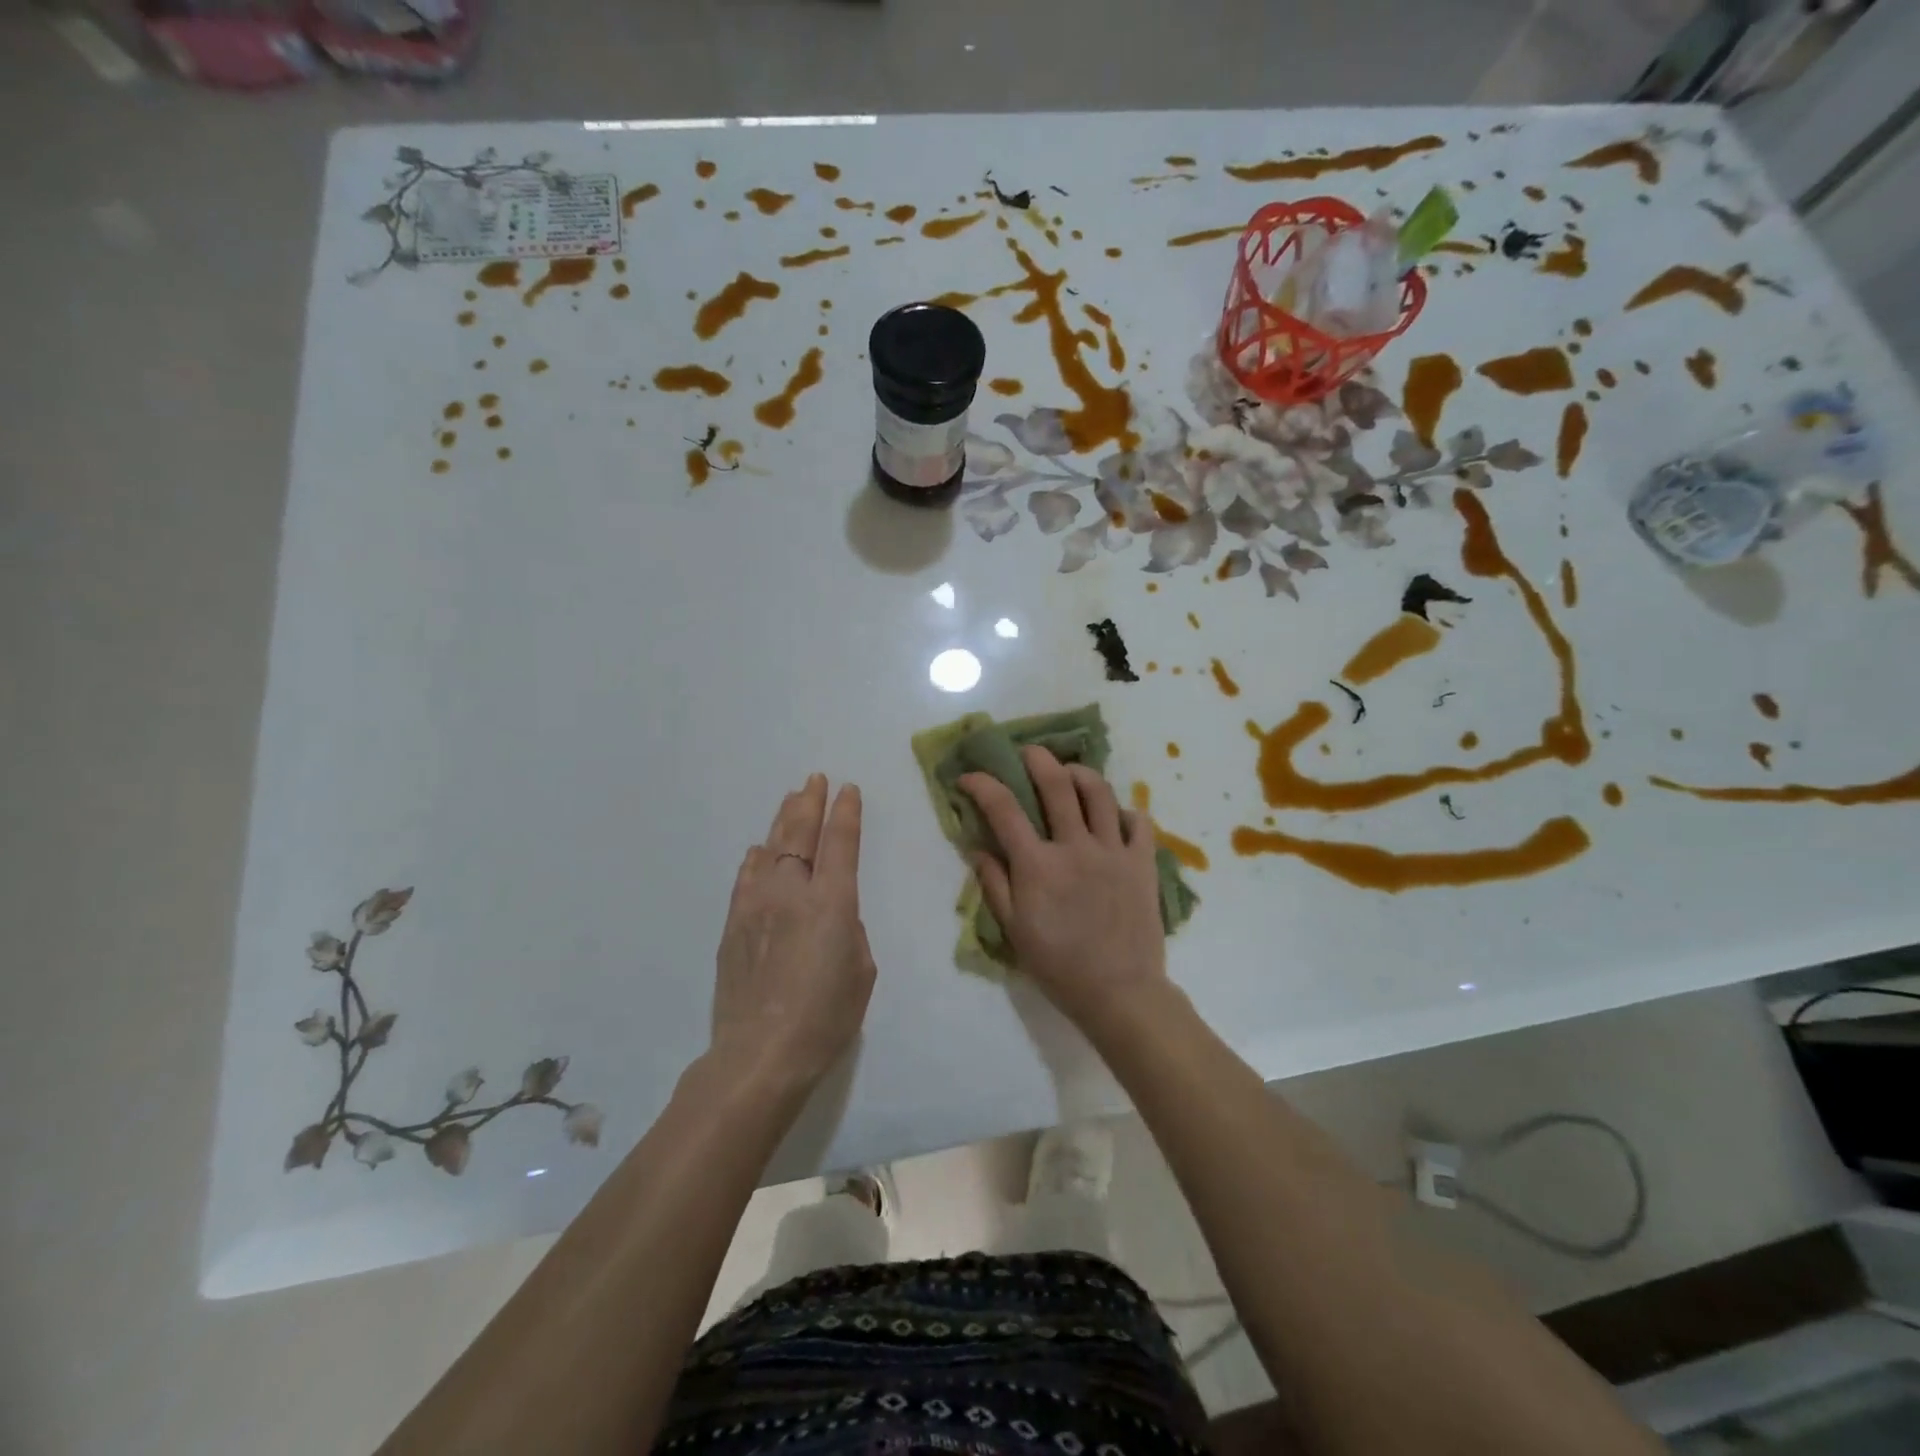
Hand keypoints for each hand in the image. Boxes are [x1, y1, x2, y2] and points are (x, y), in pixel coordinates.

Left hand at [711, 774, 875, 1090]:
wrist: (760, 1054)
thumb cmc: (826, 1017)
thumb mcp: (860, 970)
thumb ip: (848, 930)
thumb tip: (832, 914)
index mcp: (832, 901)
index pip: (840, 842)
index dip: (846, 812)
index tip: (848, 789)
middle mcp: (792, 892)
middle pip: (800, 834)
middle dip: (810, 802)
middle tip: (814, 779)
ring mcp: (756, 905)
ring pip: (770, 848)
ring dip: (783, 821)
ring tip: (791, 800)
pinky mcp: (733, 925)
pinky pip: (746, 878)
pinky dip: (756, 859)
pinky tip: (759, 850)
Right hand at [961, 747, 1168, 1031]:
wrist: (1119, 992)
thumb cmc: (1059, 965)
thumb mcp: (1014, 930)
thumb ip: (994, 884)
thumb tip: (977, 848)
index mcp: (1038, 865)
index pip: (1003, 809)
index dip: (982, 785)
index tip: (969, 777)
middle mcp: (1075, 846)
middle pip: (1057, 784)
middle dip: (1038, 759)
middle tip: (1029, 753)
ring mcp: (1113, 851)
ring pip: (1100, 792)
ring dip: (1081, 773)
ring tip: (1070, 773)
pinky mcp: (1142, 862)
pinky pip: (1139, 820)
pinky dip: (1124, 810)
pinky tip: (1113, 816)